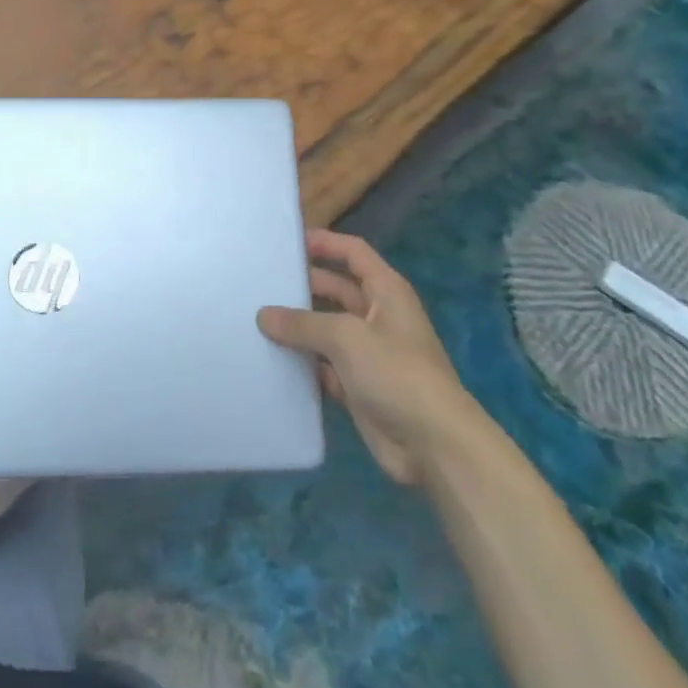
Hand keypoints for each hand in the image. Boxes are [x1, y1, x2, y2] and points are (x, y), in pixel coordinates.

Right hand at [258, 229, 471, 488]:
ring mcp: (367, 353)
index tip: (286, 242)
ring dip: (297, 326)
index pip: (353, 252)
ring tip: (254, 318)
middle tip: (258, 283)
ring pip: (325, 329)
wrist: (433, 445)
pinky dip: (301, 363)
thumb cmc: (396, 374)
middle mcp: (377, 316)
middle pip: (334, 289)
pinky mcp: (356, 386)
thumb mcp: (346, 338)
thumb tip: (263, 315)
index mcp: (386, 291)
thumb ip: (302, 323)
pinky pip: (321, 366)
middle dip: (302, 285)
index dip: (324, 242)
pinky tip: (269, 359)